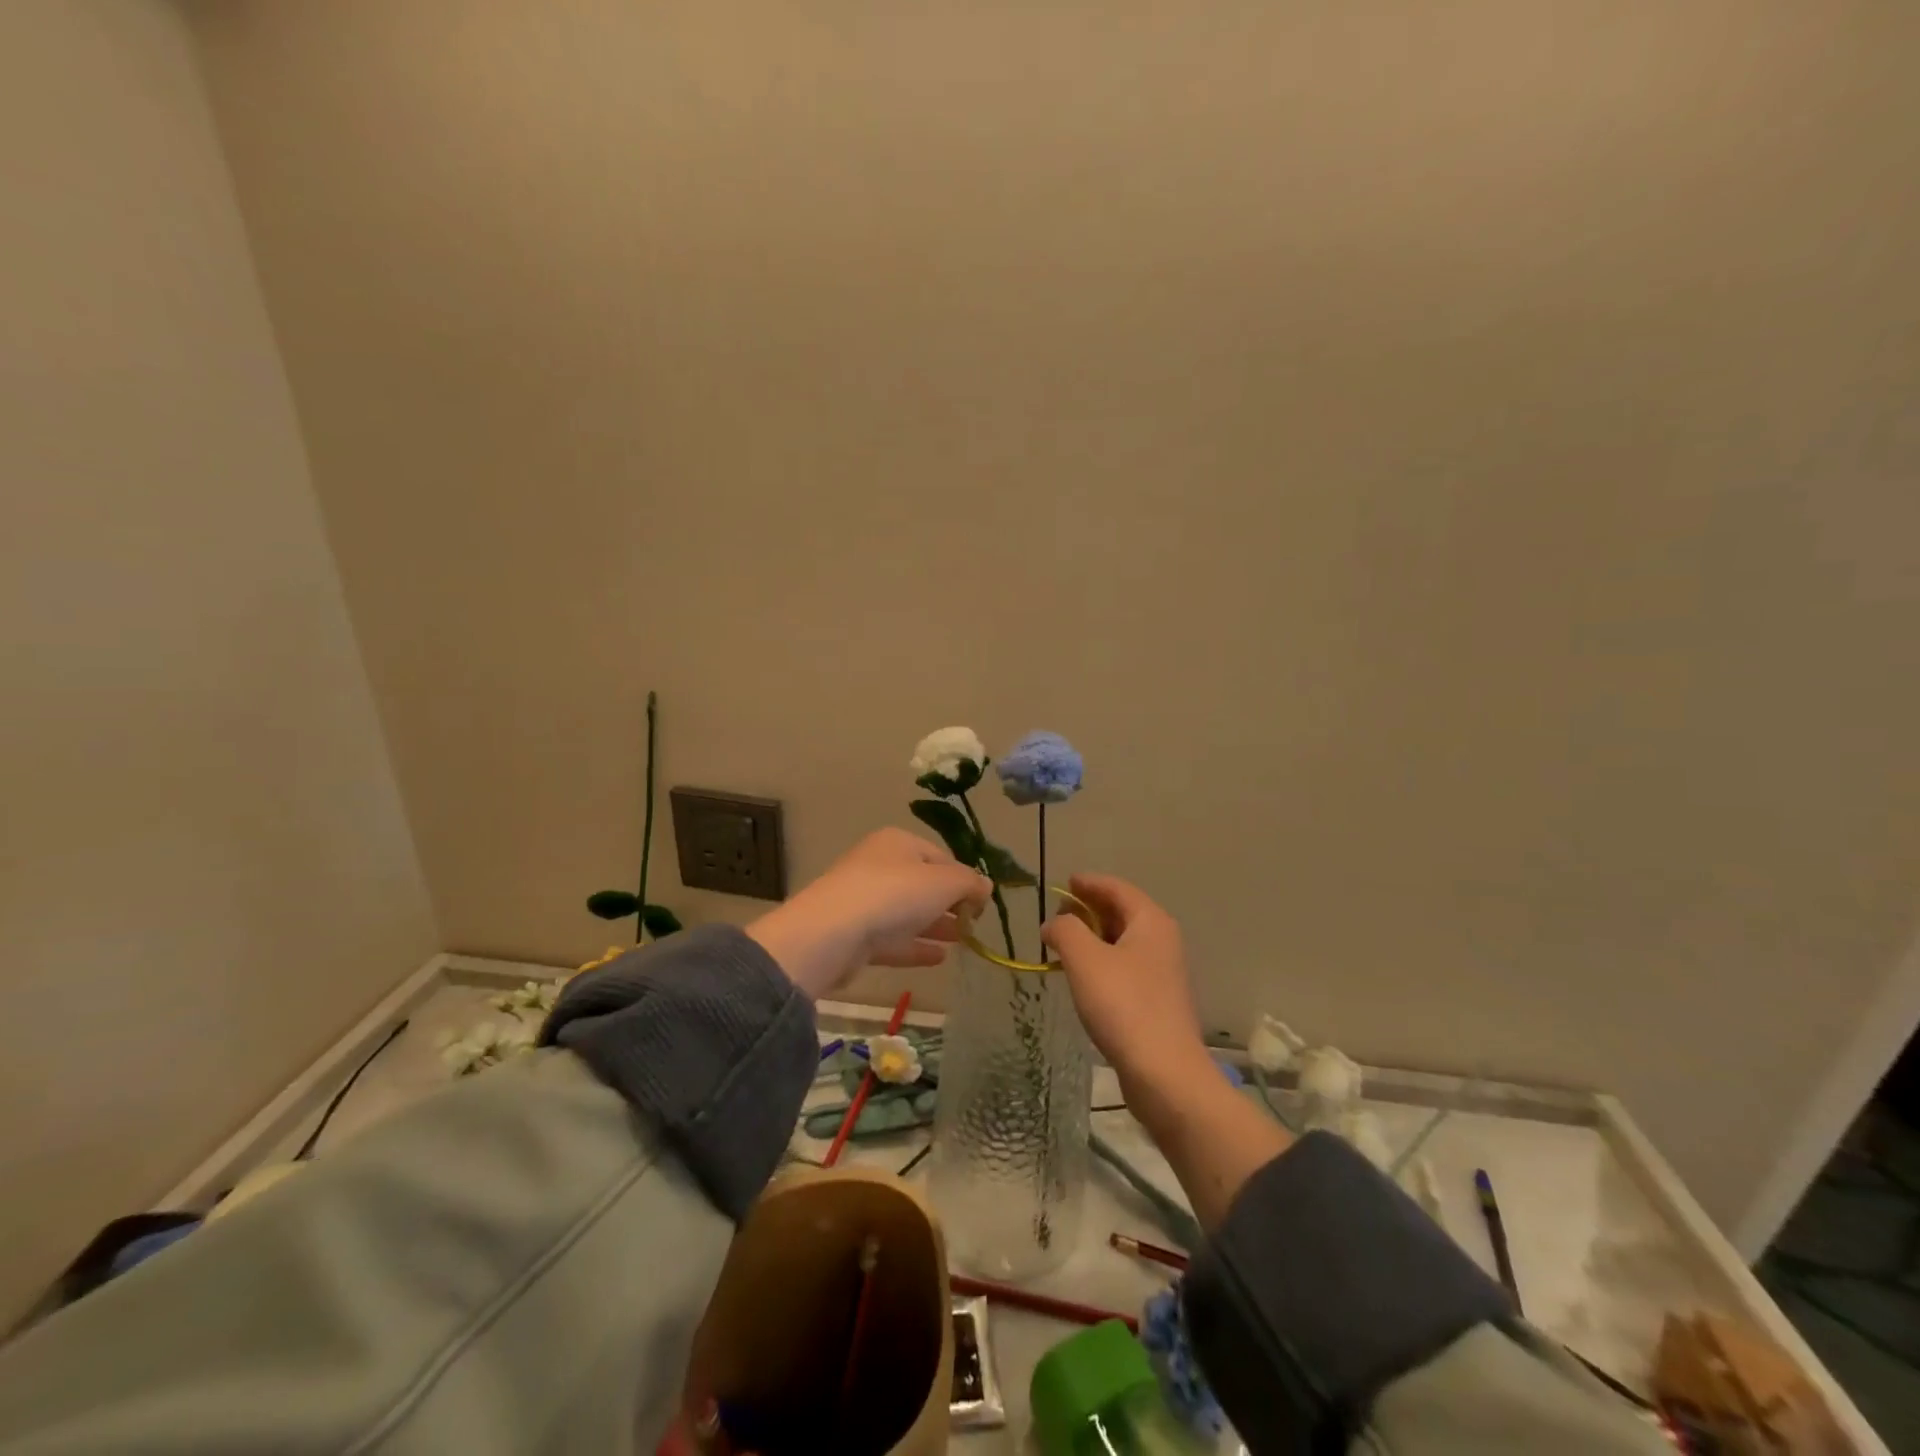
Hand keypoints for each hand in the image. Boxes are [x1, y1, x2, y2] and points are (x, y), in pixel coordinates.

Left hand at [747, 828, 991, 998]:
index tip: (983, 903)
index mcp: (898, 843)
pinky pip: (894, 939)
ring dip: (937, 926)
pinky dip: (916, 946)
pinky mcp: (856, 935)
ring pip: (909, 912)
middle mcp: (879, 865)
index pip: (941, 857)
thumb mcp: (944, 882)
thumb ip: (969, 883)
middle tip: (975, 924)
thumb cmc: (894, 894)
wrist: (832, 933)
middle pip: (923, 884)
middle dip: (951, 903)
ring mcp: (864, 901)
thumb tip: (985, 886)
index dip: (965, 878)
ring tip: (964, 942)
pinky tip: (940, 958)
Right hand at [1043, 874, 1210, 1096]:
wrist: (1164, 1073)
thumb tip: (1054, 924)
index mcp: (1150, 922)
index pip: (1117, 888)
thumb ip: (1065, 930)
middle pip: (1122, 912)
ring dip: (1094, 937)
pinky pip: (1126, 967)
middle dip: (1089, 909)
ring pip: (1124, 941)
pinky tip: (1083, 976)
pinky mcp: (1157, 1001)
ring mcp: (1163, 972)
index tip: (1065, 882)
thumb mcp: (1084, 959)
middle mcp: (1162, 941)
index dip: (1089, 883)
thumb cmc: (1123, 1005)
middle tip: (1058, 913)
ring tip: (1064, 943)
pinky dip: (1103, 961)